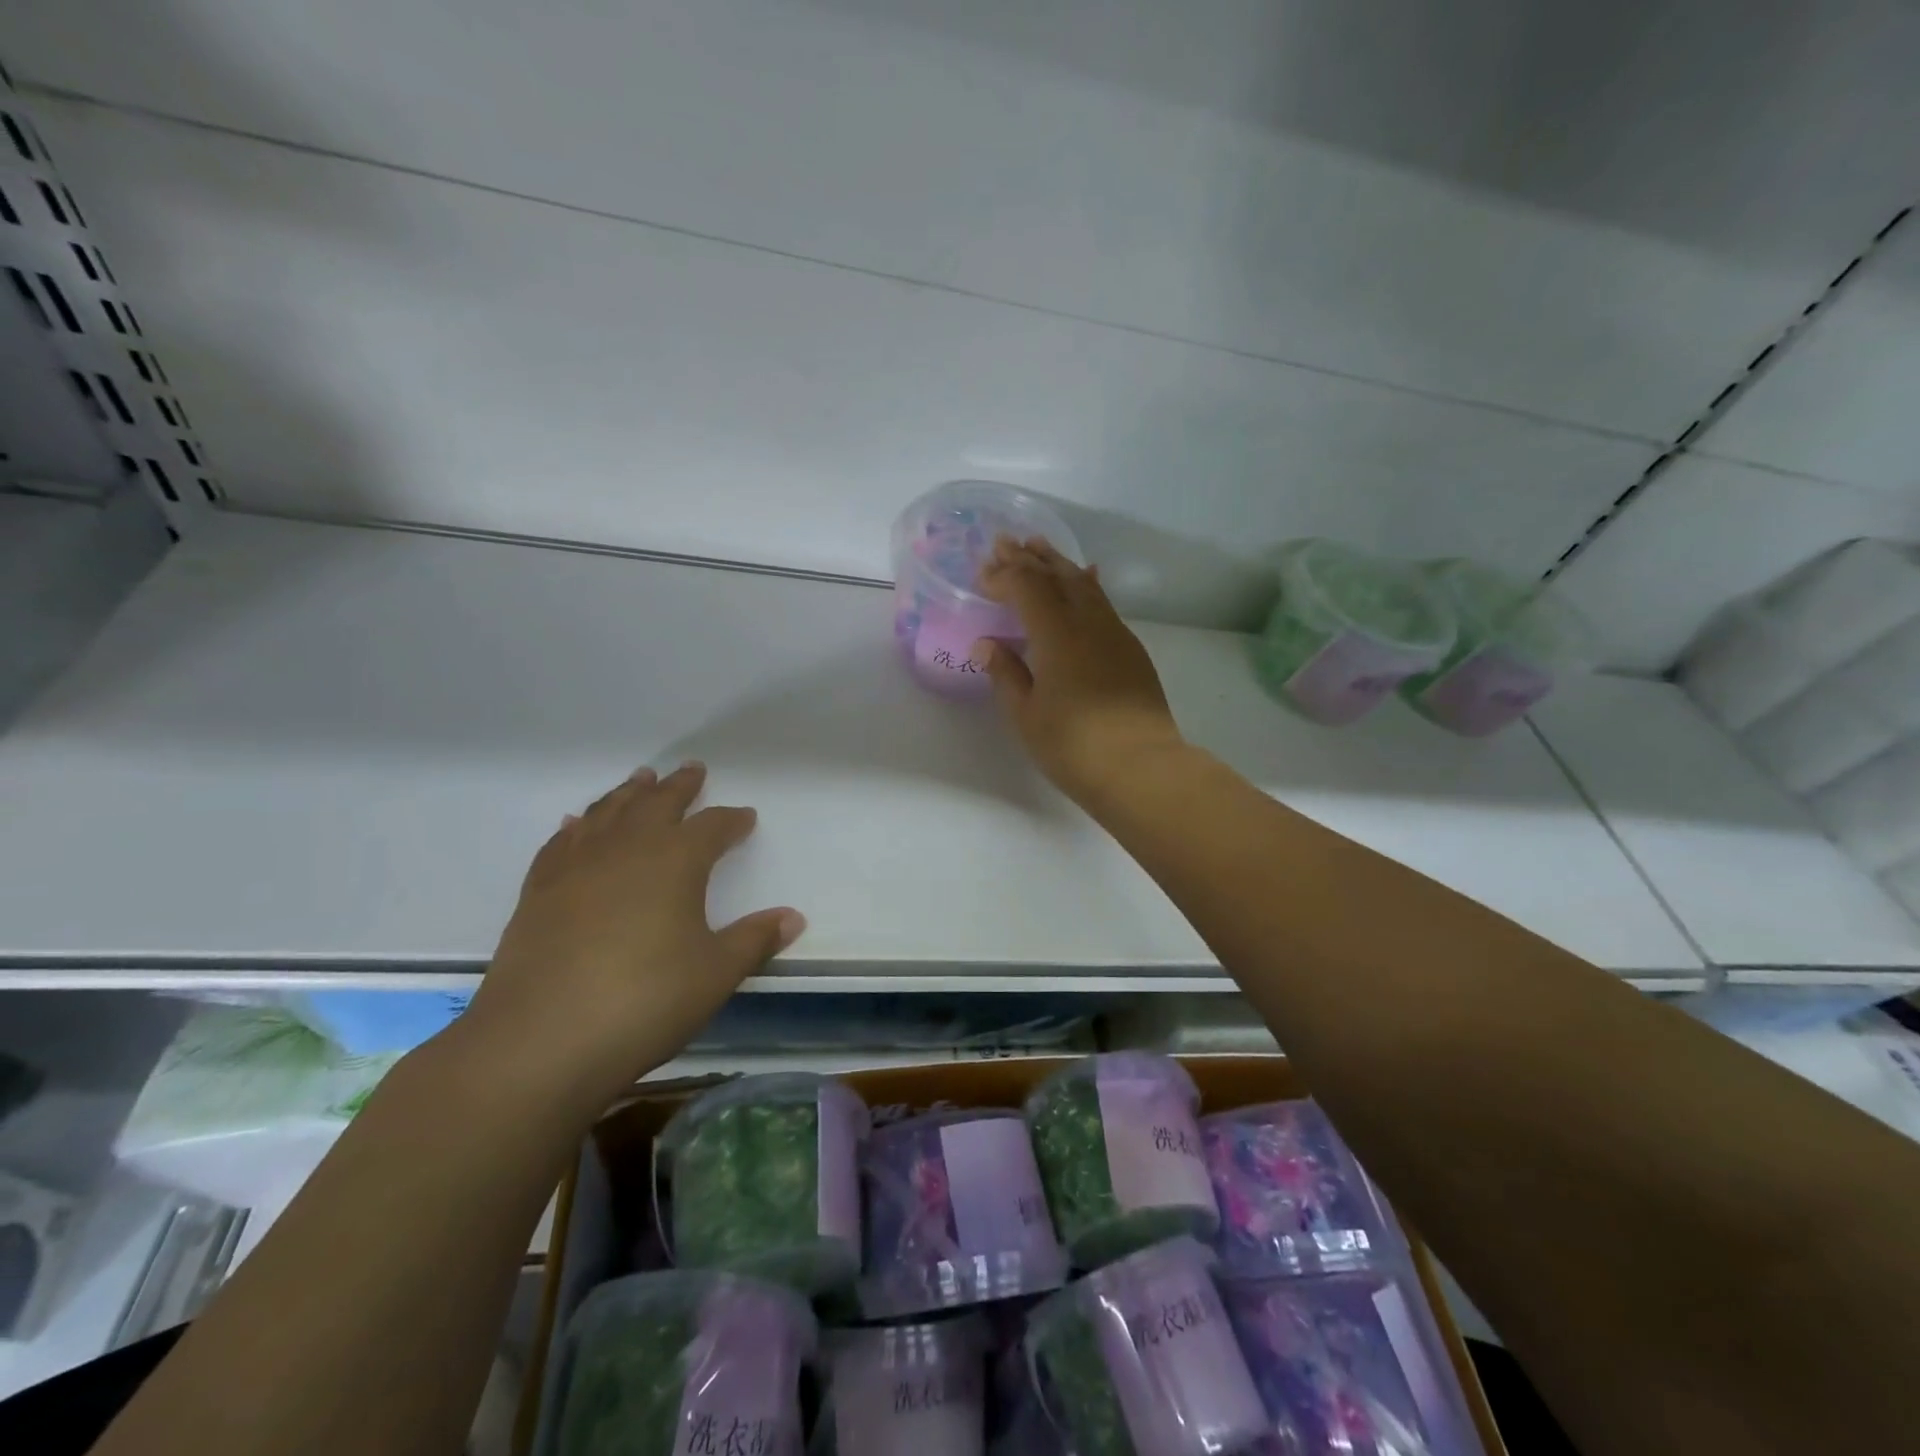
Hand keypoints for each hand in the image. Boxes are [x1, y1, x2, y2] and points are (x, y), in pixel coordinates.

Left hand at [461, 762, 802, 1104]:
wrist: (539, 1041)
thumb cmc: (644, 1002)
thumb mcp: (715, 974)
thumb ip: (754, 940)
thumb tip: (793, 917)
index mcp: (676, 861)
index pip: (712, 827)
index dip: (732, 820)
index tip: (745, 817)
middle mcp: (627, 849)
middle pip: (657, 803)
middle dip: (679, 786)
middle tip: (692, 769)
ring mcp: (577, 866)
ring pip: (608, 813)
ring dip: (628, 793)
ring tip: (641, 779)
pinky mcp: (538, 891)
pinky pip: (562, 842)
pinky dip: (577, 826)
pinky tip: (577, 824)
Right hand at [974, 536, 1185, 803]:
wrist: (1142, 768)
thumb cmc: (1073, 746)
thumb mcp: (1026, 715)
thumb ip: (1006, 674)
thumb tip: (987, 644)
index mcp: (1056, 634)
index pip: (1026, 588)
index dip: (1002, 576)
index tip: (981, 574)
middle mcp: (1088, 622)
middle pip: (1056, 576)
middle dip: (1028, 558)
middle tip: (1005, 541)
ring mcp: (1115, 633)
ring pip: (1084, 584)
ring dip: (1058, 563)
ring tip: (1040, 547)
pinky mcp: (1131, 649)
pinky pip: (1103, 602)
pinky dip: (1086, 584)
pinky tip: (1086, 578)